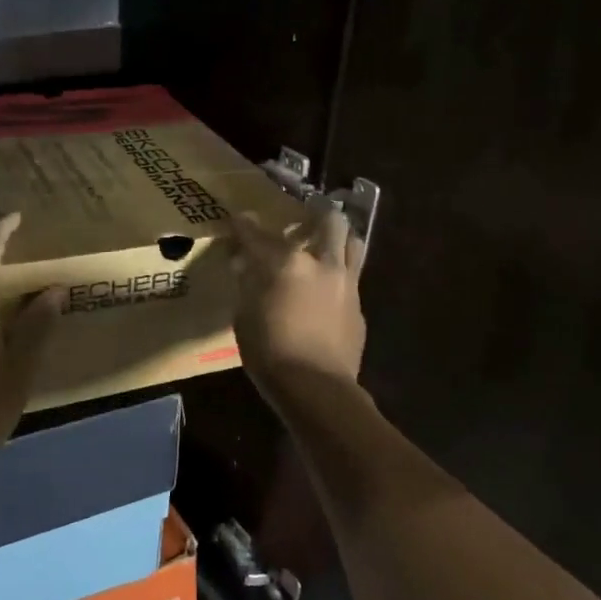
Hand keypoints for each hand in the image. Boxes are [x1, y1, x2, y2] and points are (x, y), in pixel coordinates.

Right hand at [230, 201, 366, 395]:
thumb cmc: (270, 352)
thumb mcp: (244, 316)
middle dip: (316, 212)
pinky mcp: (359, 306)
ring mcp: (347, 283)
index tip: (241, 218)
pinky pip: (353, 278)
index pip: (260, 234)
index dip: (246, 225)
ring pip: (352, 243)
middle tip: (305, 216)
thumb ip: (248, 285)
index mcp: (287, 263)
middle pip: (329, 220)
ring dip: (339, 237)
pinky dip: (339, 274)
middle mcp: (322, 263)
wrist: (317, 388)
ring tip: (325, 242)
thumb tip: (245, 266)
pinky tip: (328, 288)